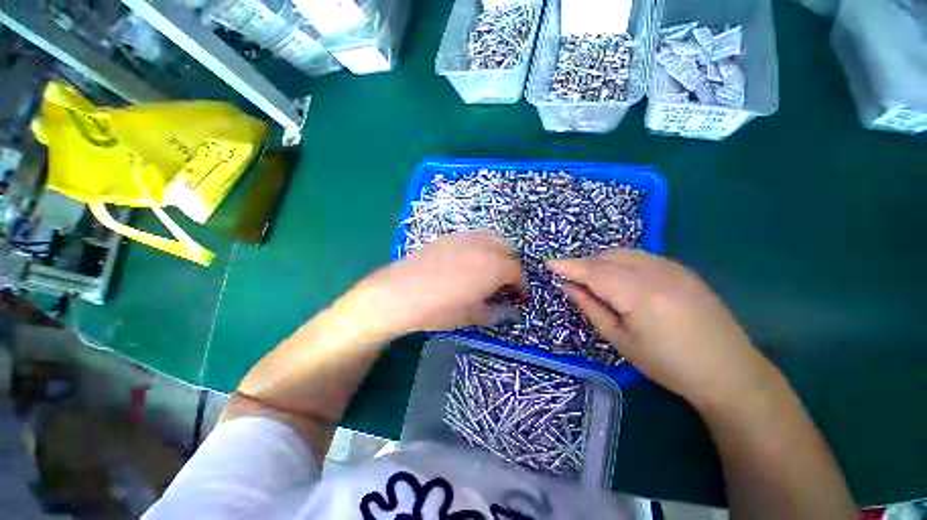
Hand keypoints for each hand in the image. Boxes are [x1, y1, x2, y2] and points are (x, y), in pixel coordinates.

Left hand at [338, 232, 523, 339]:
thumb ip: (494, 311)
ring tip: (489, 269)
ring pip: (492, 238)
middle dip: (511, 265)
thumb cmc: (438, 309)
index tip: (518, 295)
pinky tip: (469, 261)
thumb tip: (507, 310)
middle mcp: (482, 247)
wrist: (400, 293)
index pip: (516, 271)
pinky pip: (474, 237)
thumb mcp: (471, 316)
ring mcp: (465, 238)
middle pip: (508, 249)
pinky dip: (481, 246)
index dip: (521, 285)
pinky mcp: (449, 236)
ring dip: (498, 252)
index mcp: (492, 267)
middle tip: (504, 282)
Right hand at [548, 250, 774, 408]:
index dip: (568, 266)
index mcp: (638, 294)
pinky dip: (620, 261)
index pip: (593, 271)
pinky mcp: (681, 269)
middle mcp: (655, 272)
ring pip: (623, 253)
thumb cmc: (668, 364)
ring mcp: (671, 267)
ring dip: (600, 260)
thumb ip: (590, 307)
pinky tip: (618, 275)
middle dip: (582, 263)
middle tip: (568, 275)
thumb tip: (567, 286)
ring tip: (589, 275)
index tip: (548, 264)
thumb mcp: (620, 340)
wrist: (729, 370)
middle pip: (606, 257)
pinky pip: (640, 256)